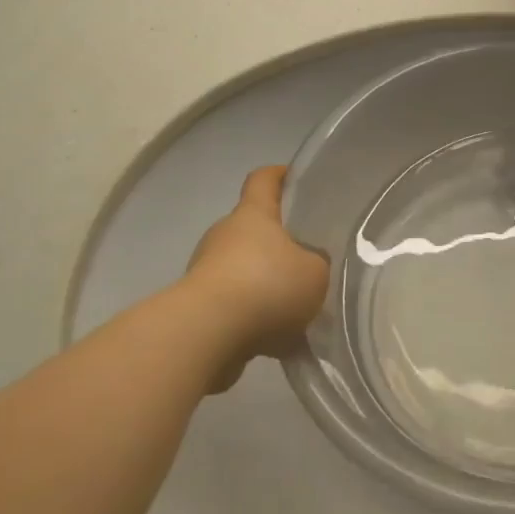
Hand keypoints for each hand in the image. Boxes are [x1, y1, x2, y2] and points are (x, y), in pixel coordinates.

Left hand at [181, 166, 328, 390]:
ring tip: (296, 308)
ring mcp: (206, 271)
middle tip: (308, 258)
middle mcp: (225, 235)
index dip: (279, 175)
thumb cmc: (266, 287)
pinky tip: (276, 338)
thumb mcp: (315, 273)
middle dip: (279, 242)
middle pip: (253, 228)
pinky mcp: (198, 307)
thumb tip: (309, 266)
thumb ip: (317, 265)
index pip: (263, 179)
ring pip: (243, 269)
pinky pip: (234, 304)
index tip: (295, 177)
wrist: (205, 335)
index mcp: (253, 215)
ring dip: (265, 284)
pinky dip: (252, 317)